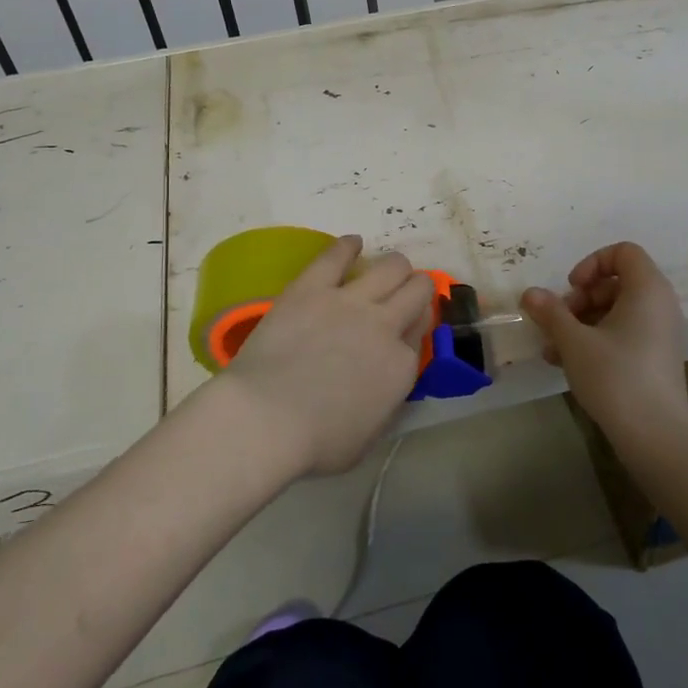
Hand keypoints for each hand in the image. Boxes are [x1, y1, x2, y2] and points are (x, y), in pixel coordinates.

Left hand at [217, 234, 433, 476]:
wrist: (266, 420)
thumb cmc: (315, 443)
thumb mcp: (368, 436)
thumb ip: (384, 402)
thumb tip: (384, 384)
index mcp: (401, 366)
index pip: (421, 332)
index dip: (414, 328)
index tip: (404, 331)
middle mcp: (385, 325)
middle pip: (417, 290)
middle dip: (416, 289)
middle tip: (404, 295)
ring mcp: (350, 301)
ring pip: (391, 266)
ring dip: (394, 267)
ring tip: (387, 270)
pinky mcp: (313, 287)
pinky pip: (337, 255)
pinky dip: (348, 246)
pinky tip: (352, 244)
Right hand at [522, 242, 687, 444]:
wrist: (655, 436)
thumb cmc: (615, 377)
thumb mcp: (574, 341)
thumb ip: (550, 313)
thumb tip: (529, 293)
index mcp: (648, 289)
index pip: (623, 252)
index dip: (592, 263)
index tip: (571, 289)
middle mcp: (660, 304)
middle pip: (616, 282)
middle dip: (581, 298)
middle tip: (559, 322)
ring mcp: (661, 333)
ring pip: (616, 311)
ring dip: (581, 322)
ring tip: (554, 348)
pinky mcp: (656, 358)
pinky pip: (625, 333)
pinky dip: (597, 339)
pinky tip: (567, 363)